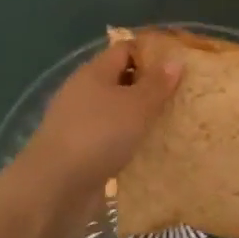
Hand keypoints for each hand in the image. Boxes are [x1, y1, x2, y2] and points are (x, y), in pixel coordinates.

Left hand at [14, 40, 181, 216]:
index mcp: (94, 72)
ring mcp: (79, 122)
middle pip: (121, 79)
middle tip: (183, 95)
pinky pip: (111, 137)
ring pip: (117, 111)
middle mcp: (84, 92)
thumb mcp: (136, 105)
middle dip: (150, 86)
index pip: (125, 49)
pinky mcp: (80, 150)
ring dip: (141, 116)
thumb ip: (157, 83)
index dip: (152, 53)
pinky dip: (130, 141)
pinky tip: (150, 150)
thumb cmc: (99, 135)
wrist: (55, 188)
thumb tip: (175, 60)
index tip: (180, 64)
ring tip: (173, 122)